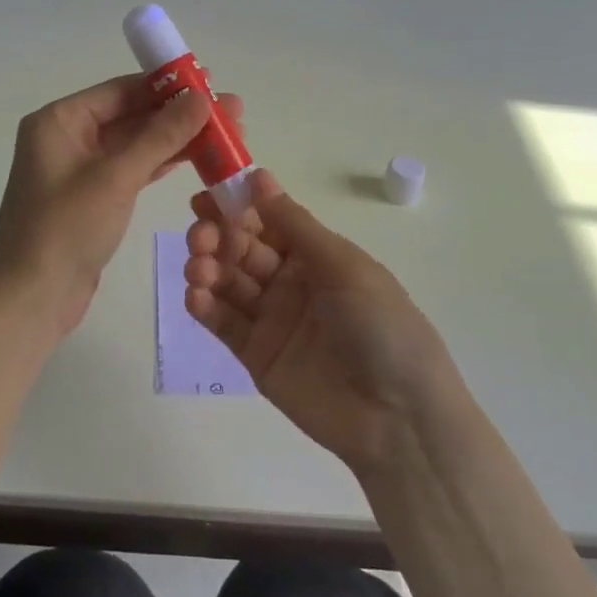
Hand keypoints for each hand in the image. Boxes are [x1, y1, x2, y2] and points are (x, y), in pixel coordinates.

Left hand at [0, 75, 243, 333]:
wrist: (31, 299)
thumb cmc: (66, 229)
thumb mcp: (116, 177)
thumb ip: (160, 135)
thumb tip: (200, 98)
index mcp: (60, 120)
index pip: (121, 90)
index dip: (168, 85)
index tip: (211, 82)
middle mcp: (68, 137)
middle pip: (132, 114)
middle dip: (180, 114)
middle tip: (232, 112)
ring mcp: (81, 169)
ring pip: (136, 143)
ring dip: (177, 139)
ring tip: (227, 134)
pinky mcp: (94, 197)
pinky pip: (133, 169)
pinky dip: (163, 163)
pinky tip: (198, 157)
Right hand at [184, 170, 461, 473]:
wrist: (400, 418)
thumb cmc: (381, 327)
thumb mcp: (343, 266)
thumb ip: (294, 225)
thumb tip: (258, 178)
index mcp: (316, 256)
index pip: (266, 221)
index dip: (235, 206)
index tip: (206, 197)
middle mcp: (291, 282)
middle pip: (242, 249)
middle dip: (216, 236)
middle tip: (200, 237)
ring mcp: (272, 320)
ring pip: (228, 283)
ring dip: (207, 268)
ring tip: (198, 269)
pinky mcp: (257, 356)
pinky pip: (224, 324)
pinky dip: (205, 307)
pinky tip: (196, 297)